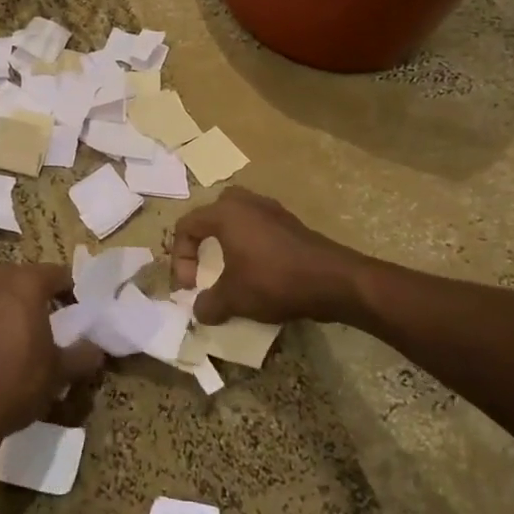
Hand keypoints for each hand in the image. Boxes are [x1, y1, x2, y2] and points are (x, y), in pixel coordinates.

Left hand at [0, 262, 105, 464]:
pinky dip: (0, 320)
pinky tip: (6, 349)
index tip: (86, 315)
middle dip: (47, 297)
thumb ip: (83, 355)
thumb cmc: (12, 384)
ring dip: (21, 308)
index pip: (61, 274)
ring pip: (6, 293)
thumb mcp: (58, 373)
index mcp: (24, 282)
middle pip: (31, 279)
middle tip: (62, 325)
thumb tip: (96, 348)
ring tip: (35, 338)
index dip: (77, 293)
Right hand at [170, 189, 358, 325]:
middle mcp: (247, 203)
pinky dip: (251, 245)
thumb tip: (199, 310)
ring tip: (230, 269)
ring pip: (238, 218)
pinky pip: (259, 227)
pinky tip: (258, 271)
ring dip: (228, 242)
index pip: (187, 226)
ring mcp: (272, 210)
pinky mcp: (291, 223)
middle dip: (203, 240)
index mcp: (225, 213)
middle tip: (205, 265)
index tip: (190, 287)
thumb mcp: (233, 299)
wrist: (333, 280)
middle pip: (212, 213)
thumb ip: (208, 304)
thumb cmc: (274, 281)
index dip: (180, 258)